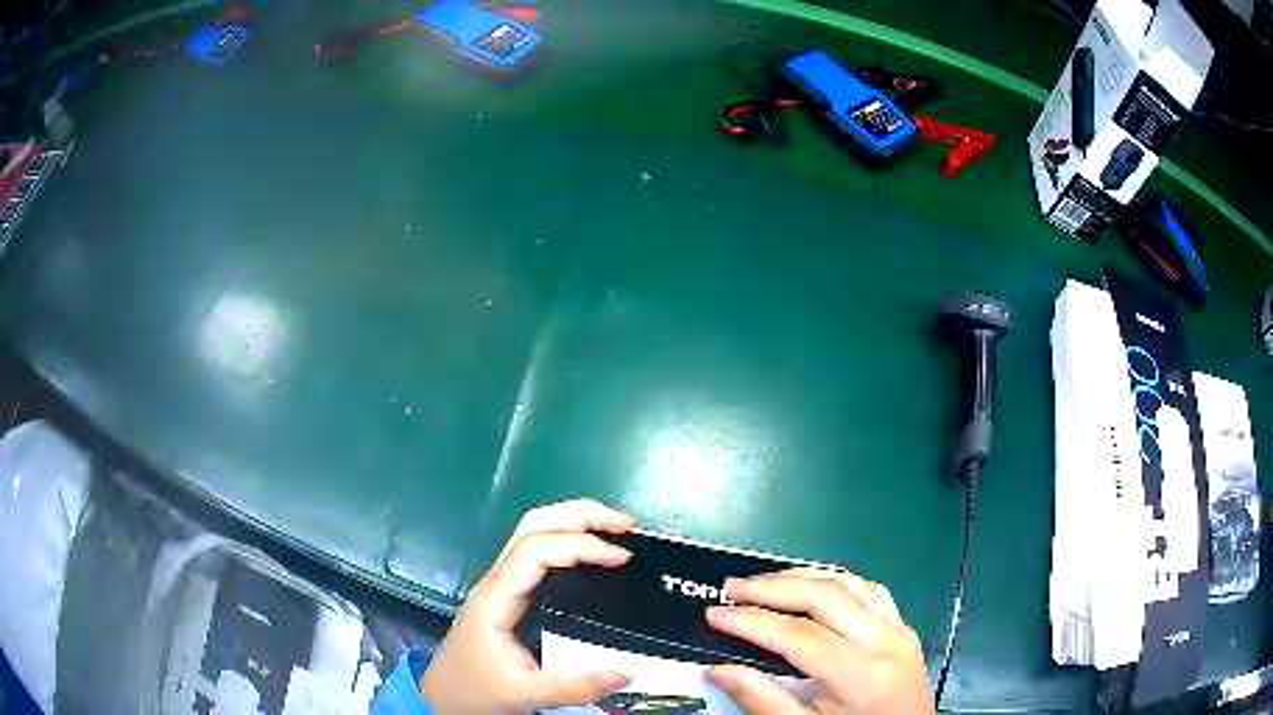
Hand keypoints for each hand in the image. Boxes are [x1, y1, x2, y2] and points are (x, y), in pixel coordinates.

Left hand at [421, 499, 635, 712]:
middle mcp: (497, 580)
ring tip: (616, 530)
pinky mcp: (509, 594)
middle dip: (580, 515)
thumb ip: (575, 686)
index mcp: (496, 597)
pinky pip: (538, 553)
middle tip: (626, 524)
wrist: (444, 698)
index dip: (580, 545)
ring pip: (533, 532)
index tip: (622, 557)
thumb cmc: (478, 691)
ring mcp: (501, 584)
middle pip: (534, 524)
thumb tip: (629, 672)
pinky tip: (592, 554)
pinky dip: (568, 540)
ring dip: (574, 521)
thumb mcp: (526, 694)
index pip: (536, 550)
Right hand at [705, 568, 933, 714]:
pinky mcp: (904, 628)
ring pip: (849, 582)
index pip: (799, 635)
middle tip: (733, 588)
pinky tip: (814, 588)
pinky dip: (836, 582)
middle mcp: (886, 641)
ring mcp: (900, 630)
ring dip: (803, 577)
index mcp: (862, 674)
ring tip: (764, 583)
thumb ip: (764, 701)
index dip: (751, 621)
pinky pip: (870, 590)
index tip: (714, 614)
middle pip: (825, 596)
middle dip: (773, 587)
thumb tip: (718, 670)